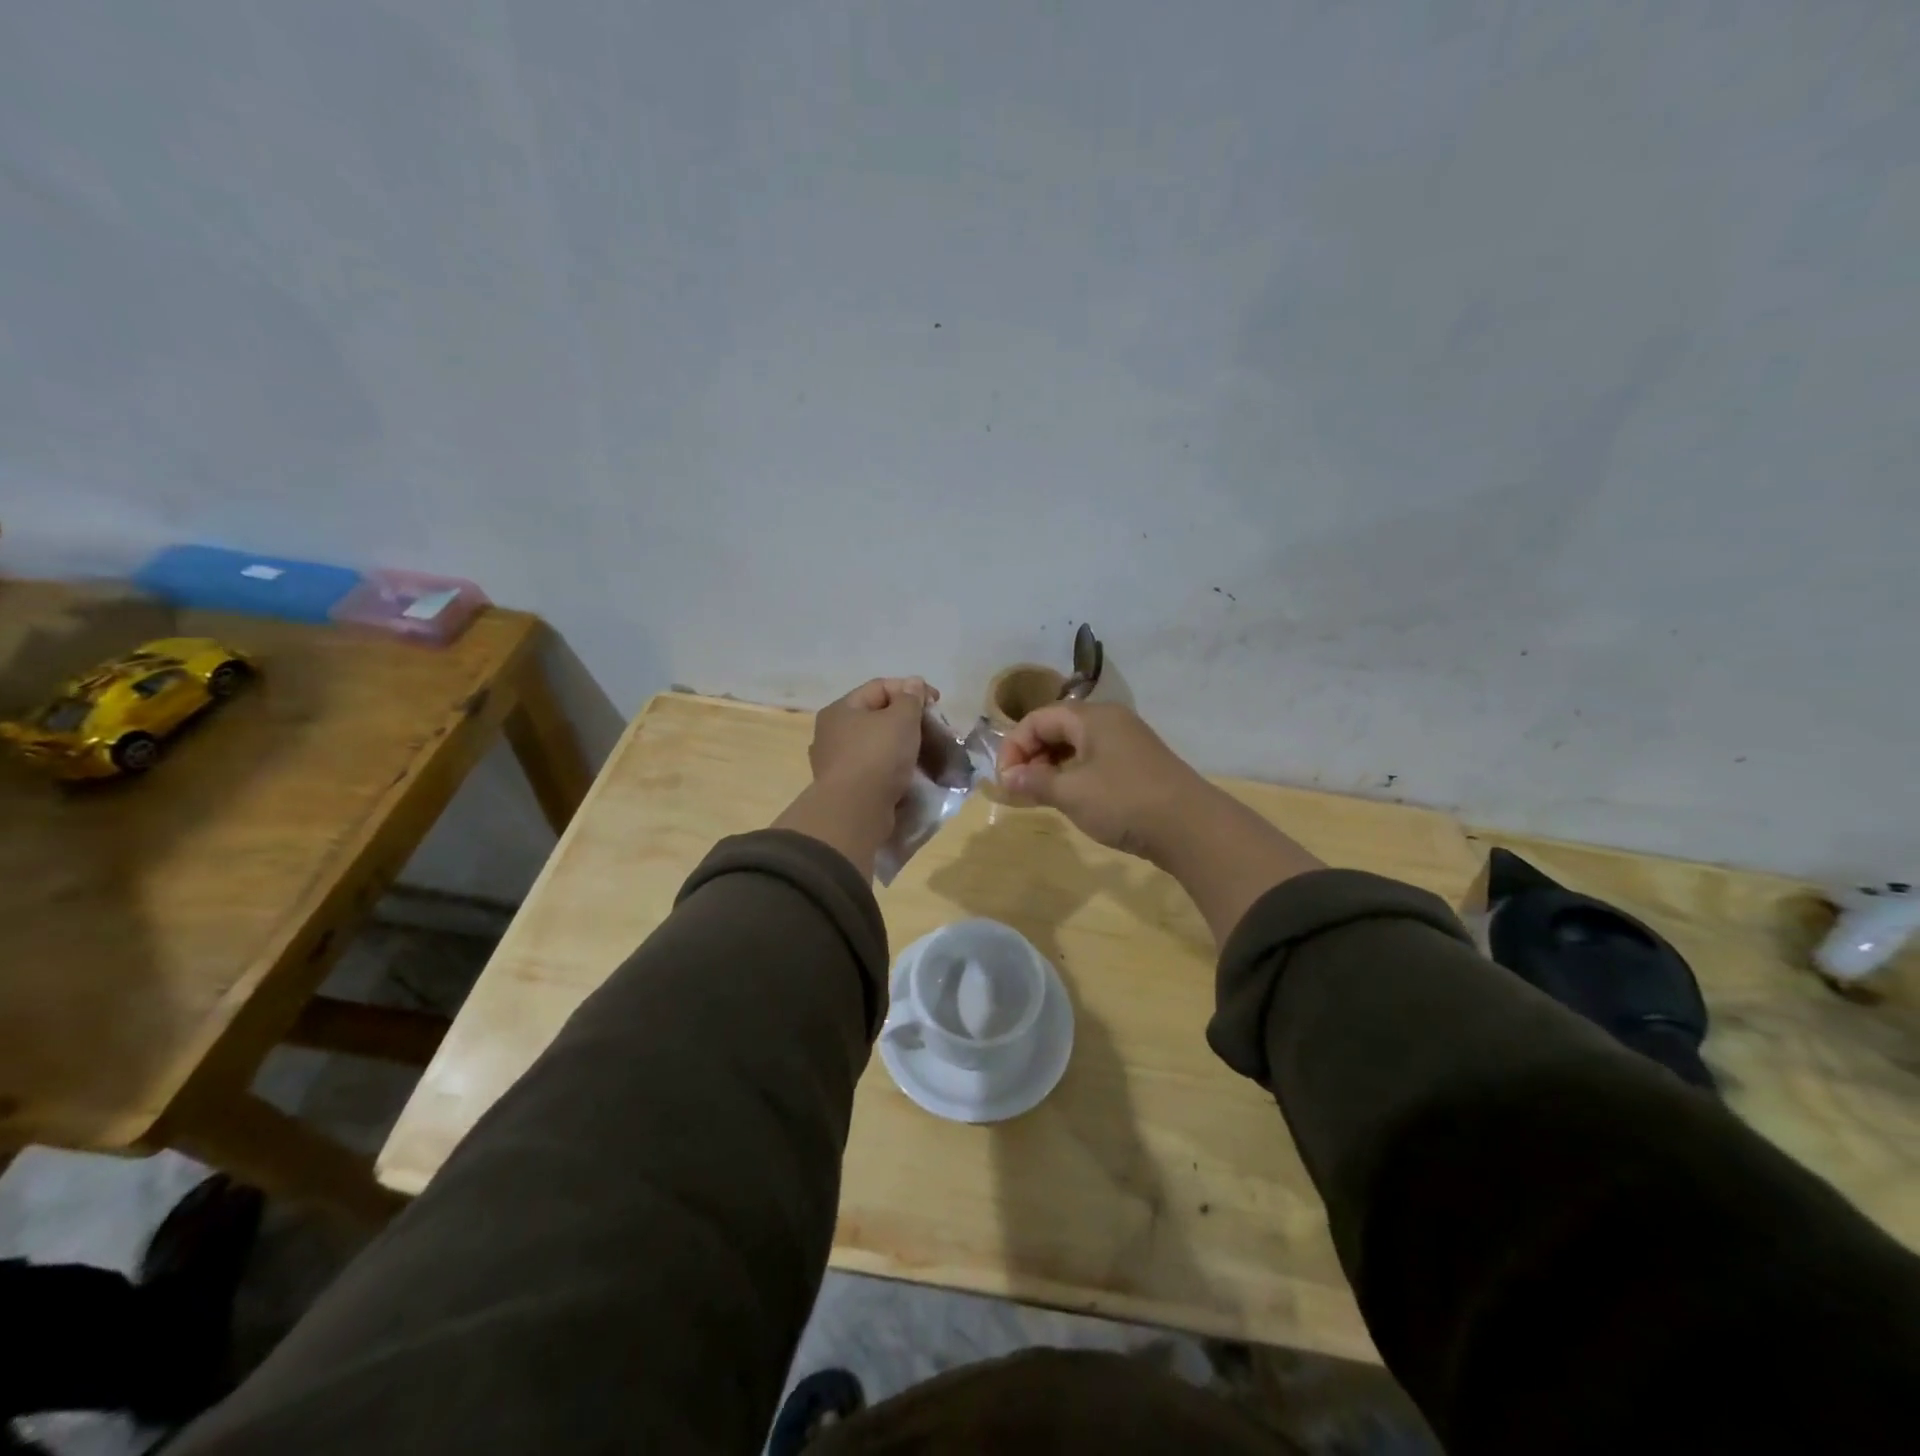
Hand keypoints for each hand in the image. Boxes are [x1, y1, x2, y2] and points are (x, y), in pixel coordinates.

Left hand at [808, 676, 936, 804]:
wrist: (856, 811)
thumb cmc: (878, 756)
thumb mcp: (901, 719)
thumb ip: (911, 698)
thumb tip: (913, 684)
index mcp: (841, 709)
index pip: (879, 687)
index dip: (910, 689)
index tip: (936, 703)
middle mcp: (833, 732)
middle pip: (877, 716)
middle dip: (908, 719)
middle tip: (933, 729)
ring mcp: (837, 761)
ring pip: (876, 744)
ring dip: (902, 745)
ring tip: (926, 752)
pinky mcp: (847, 787)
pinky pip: (875, 768)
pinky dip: (893, 767)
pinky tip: (910, 773)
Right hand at [996, 702, 1206, 857]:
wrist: (1191, 828)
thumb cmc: (1124, 802)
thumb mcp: (1072, 793)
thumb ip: (1035, 782)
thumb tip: (1007, 778)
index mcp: (1092, 717)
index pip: (1038, 719)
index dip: (1014, 746)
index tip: (1005, 779)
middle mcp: (1110, 721)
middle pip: (1057, 728)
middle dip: (1031, 756)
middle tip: (1019, 788)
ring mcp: (1127, 743)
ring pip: (1076, 745)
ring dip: (1051, 767)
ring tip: (1040, 796)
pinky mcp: (1138, 765)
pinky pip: (1095, 760)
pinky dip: (1074, 774)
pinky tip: (1070, 799)